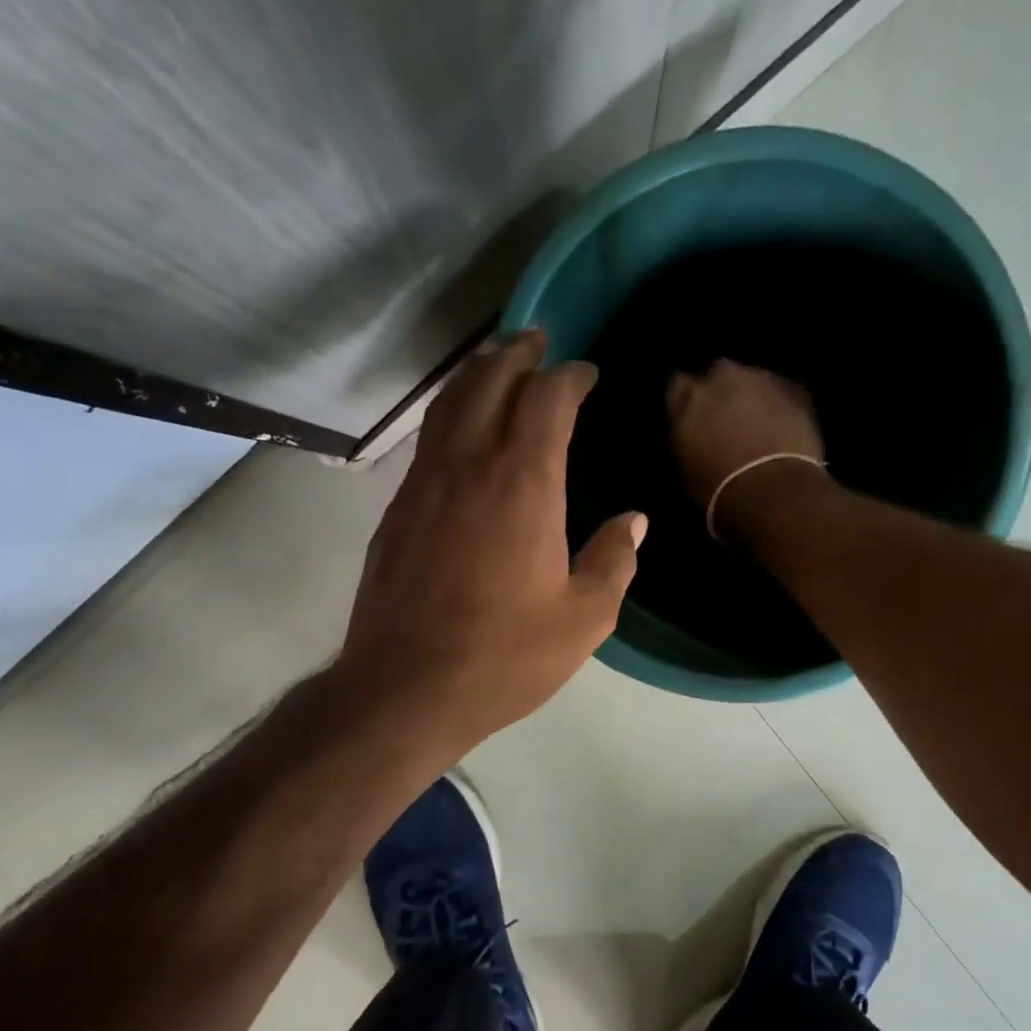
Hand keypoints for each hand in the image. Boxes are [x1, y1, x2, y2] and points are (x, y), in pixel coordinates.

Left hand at [338, 330, 645, 752]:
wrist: (407, 687)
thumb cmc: (504, 656)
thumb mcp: (583, 618)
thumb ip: (613, 561)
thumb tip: (633, 522)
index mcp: (523, 483)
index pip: (546, 399)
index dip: (569, 376)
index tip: (585, 374)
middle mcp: (468, 466)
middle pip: (488, 381)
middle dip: (516, 354)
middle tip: (536, 342)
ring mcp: (424, 485)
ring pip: (448, 404)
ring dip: (476, 376)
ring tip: (496, 366)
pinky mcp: (397, 510)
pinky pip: (427, 442)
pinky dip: (449, 416)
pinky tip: (461, 433)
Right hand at [665, 360, 826, 536]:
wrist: (771, 491)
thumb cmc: (716, 488)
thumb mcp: (684, 467)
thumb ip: (685, 437)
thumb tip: (693, 434)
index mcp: (688, 396)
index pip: (678, 386)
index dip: (687, 402)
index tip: (691, 418)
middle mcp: (722, 376)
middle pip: (718, 375)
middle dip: (721, 393)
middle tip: (726, 421)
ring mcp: (761, 377)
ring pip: (752, 381)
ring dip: (752, 398)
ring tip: (758, 427)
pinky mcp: (795, 387)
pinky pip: (781, 392)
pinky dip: (779, 406)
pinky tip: (782, 430)